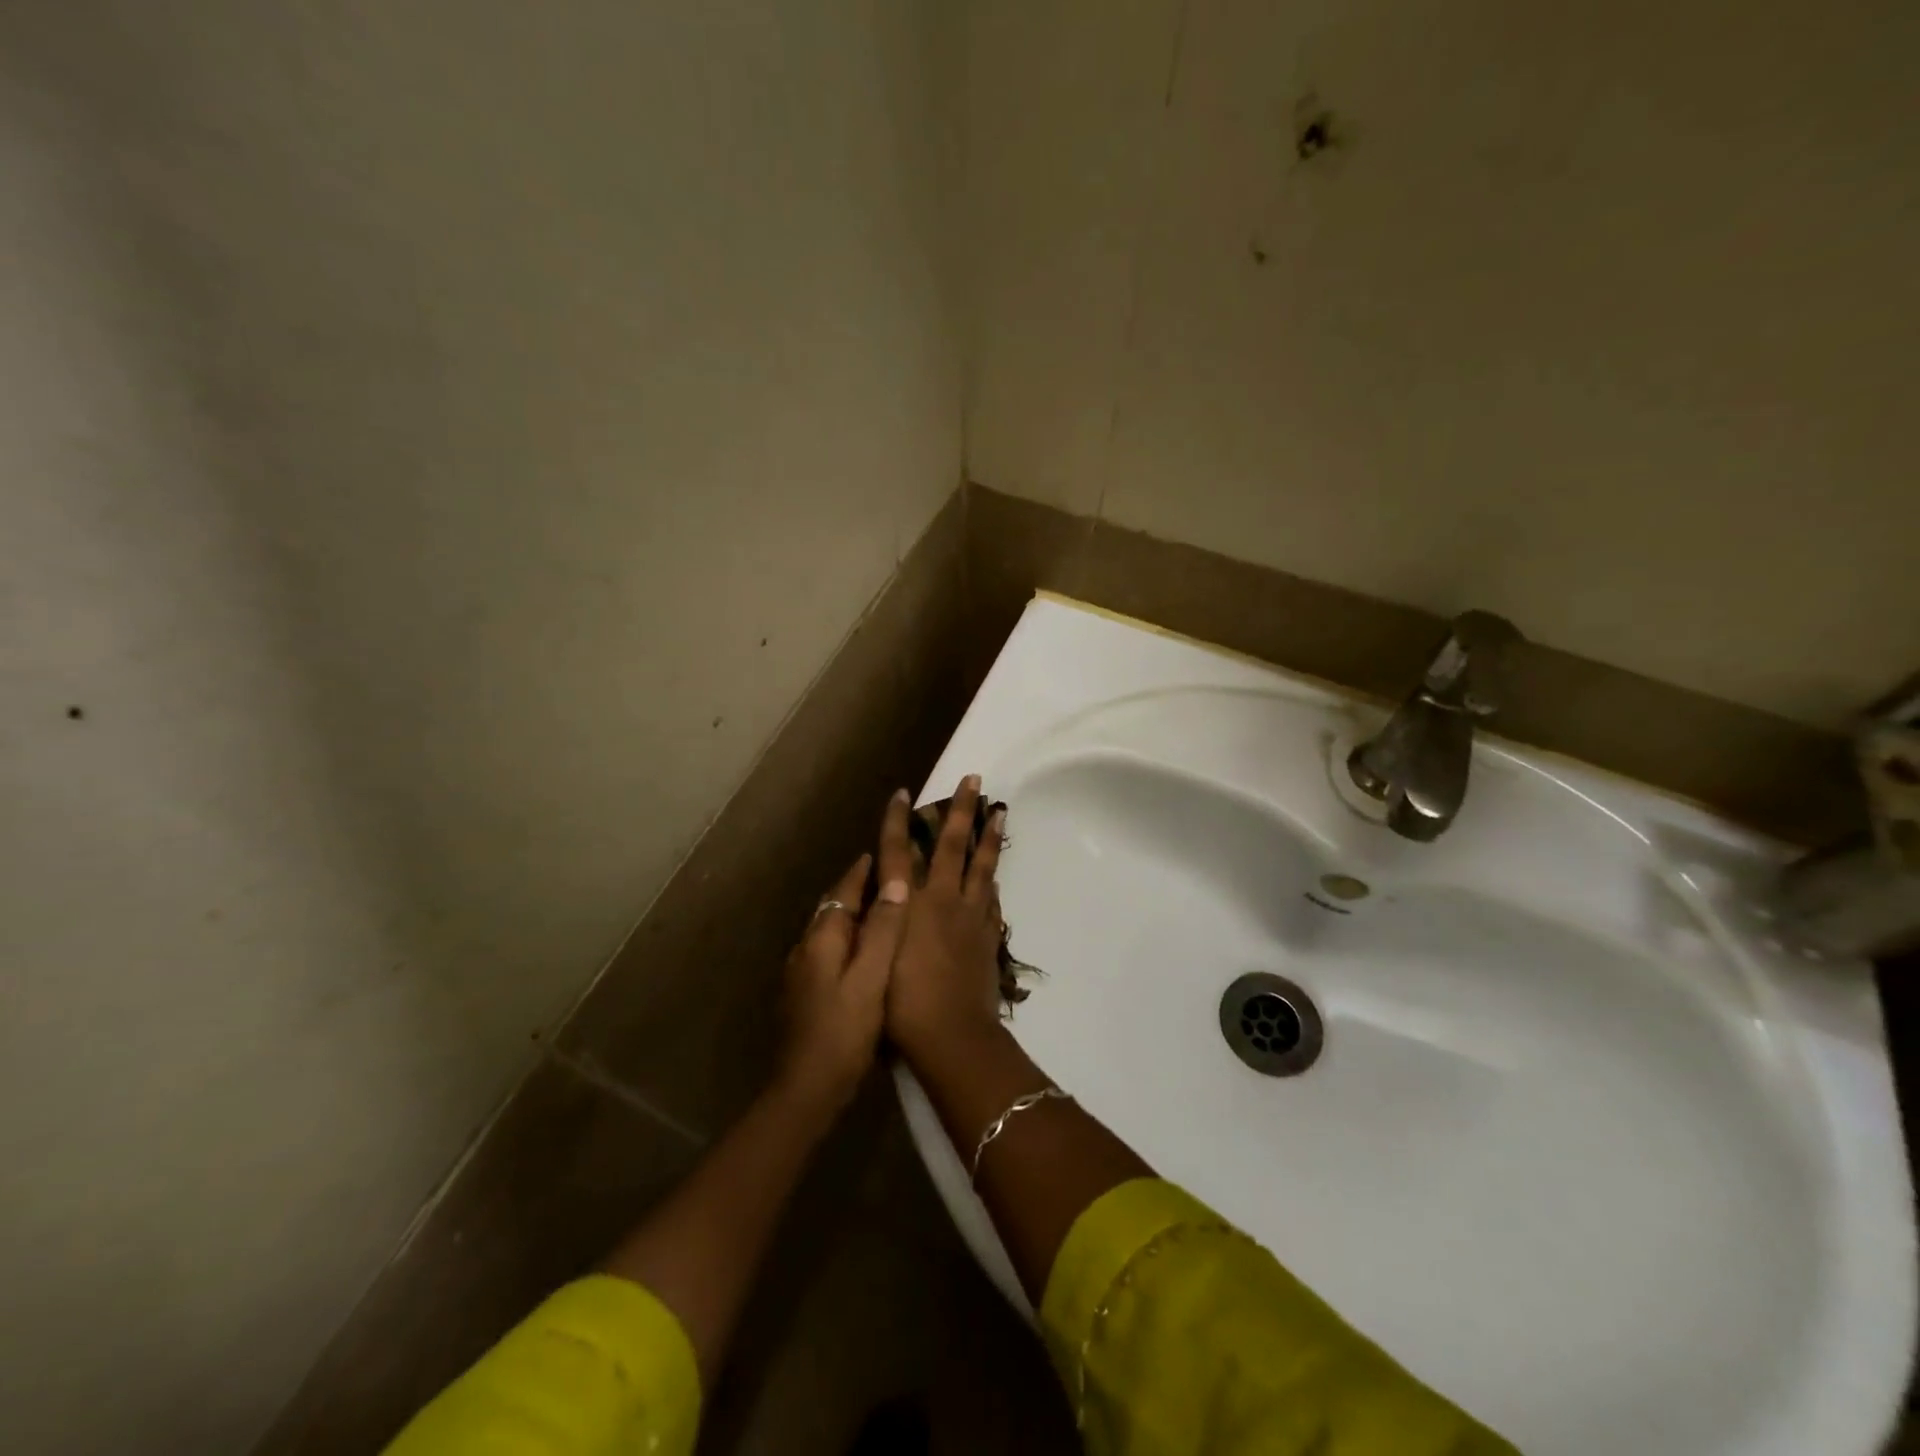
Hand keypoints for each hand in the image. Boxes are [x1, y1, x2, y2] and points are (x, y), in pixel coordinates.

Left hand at [776, 793, 912, 1113]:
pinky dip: (849, 941)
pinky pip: (829, 952)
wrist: (805, 1089)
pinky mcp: (805, 993)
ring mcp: (802, 972)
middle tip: (890, 876)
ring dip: (854, 915)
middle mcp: (806, 947)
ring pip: (831, 930)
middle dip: (858, 889)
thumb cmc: (843, 1031)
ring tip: (885, 909)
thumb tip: (894, 882)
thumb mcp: (871, 978)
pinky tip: (867, 954)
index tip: (883, 851)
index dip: (863, 870)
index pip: (844, 891)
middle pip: (834, 908)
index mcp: (822, 938)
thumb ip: (883, 930)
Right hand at [886, 775, 1006, 1064]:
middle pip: (953, 846)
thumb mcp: (877, 955)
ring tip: (1000, 812)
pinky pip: (992, 901)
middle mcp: (943, 900)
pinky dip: (992, 882)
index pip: (900, 852)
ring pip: (984, 866)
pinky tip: (994, 878)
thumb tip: (881, 889)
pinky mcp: (988, 938)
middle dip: (962, 810)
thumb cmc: (901, 1002)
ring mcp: (971, 917)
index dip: (899, 822)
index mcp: (911, 903)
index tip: (904, 793)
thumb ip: (880, 919)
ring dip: (990, 837)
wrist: (951, 1035)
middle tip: (975, 780)